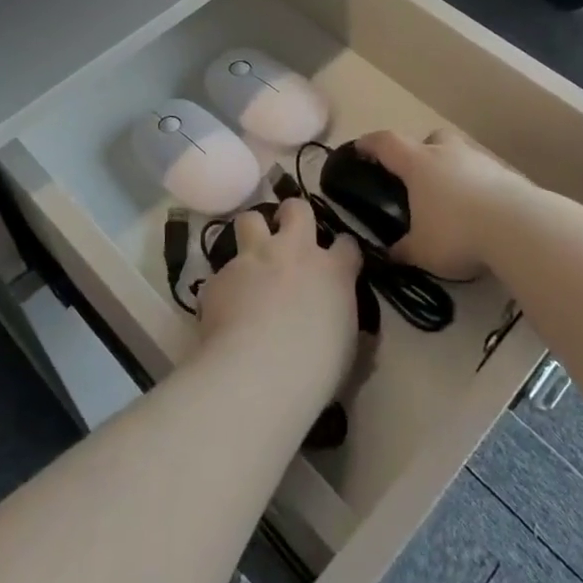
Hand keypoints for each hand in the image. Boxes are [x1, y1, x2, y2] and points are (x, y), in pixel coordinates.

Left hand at [198, 199, 361, 404]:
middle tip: (288, 236)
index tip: (339, 263)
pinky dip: (225, 286)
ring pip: (250, 220)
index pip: (347, 243)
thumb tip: (362, 336)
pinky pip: (221, 272)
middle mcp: (293, 252)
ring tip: (251, 257)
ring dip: (252, 232)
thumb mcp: (348, 354)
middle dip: (293, 216)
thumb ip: (353, 333)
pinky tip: (224, 309)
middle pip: (296, 209)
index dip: (343, 251)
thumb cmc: (315, 370)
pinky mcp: (220, 276)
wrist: (257, 374)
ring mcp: (253, 259)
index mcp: (332, 271)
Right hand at [356, 129, 538, 280]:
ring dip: (452, 168)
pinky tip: (480, 211)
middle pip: (429, 138)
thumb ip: (403, 250)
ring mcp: (480, 160)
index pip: (386, 143)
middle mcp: (447, 153)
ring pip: (460, 153)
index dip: (370, 144)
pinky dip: (477, 186)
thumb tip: (389, 255)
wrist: (519, 228)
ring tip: (451, 199)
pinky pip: (484, 174)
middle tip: (417, 177)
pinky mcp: (508, 175)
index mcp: (418, 164)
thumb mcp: (422, 250)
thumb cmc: (457, 232)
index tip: (360, 148)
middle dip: (421, 151)